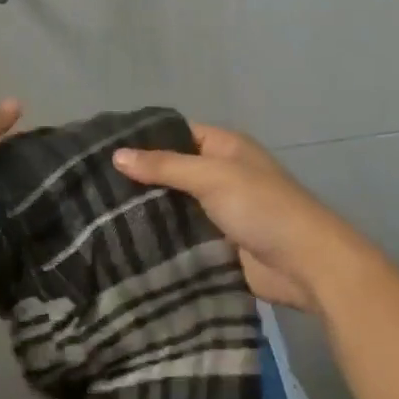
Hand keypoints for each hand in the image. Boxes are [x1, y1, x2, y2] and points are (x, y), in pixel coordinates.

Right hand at [113, 123, 372, 313]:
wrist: (306, 265)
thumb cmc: (262, 207)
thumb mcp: (212, 177)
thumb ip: (165, 166)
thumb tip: (116, 155)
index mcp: (225, 148)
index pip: (176, 133)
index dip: (144, 139)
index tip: (101, 148)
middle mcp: (221, 174)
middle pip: (173, 171)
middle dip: (140, 179)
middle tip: (91, 186)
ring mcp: (219, 211)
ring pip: (175, 206)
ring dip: (147, 212)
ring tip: (97, 214)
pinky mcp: (217, 245)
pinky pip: (182, 236)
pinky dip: (161, 238)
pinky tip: (124, 242)